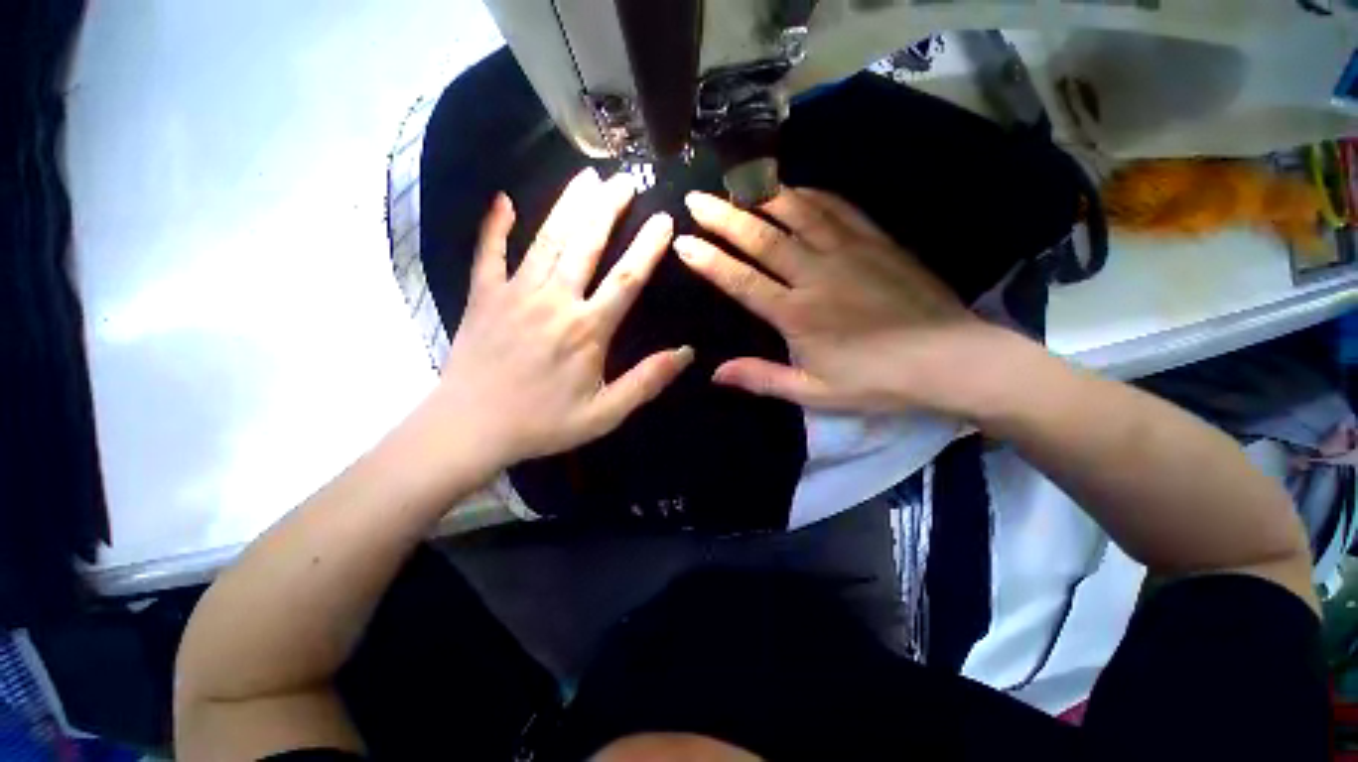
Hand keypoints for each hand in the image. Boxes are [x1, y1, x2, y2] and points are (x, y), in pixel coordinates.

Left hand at [428, 168, 692, 467]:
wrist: (470, 428)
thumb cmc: (543, 423)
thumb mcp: (605, 413)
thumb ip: (647, 381)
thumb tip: (686, 353)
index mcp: (587, 329)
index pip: (626, 279)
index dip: (648, 247)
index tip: (664, 219)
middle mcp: (553, 301)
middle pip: (586, 244)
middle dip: (608, 209)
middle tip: (625, 180)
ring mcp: (514, 294)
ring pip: (546, 240)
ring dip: (568, 206)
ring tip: (586, 176)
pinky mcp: (482, 297)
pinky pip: (488, 253)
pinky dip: (495, 226)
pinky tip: (502, 201)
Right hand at [674, 187, 1008, 415]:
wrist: (949, 359)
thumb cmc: (876, 381)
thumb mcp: (814, 392)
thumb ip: (762, 378)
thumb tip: (715, 372)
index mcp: (796, 314)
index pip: (741, 281)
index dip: (709, 261)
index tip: (683, 241)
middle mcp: (815, 275)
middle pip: (762, 238)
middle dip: (724, 217)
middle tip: (696, 197)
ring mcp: (848, 251)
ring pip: (798, 213)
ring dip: (763, 195)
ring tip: (737, 181)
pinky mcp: (876, 241)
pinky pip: (837, 208)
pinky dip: (811, 195)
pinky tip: (795, 188)